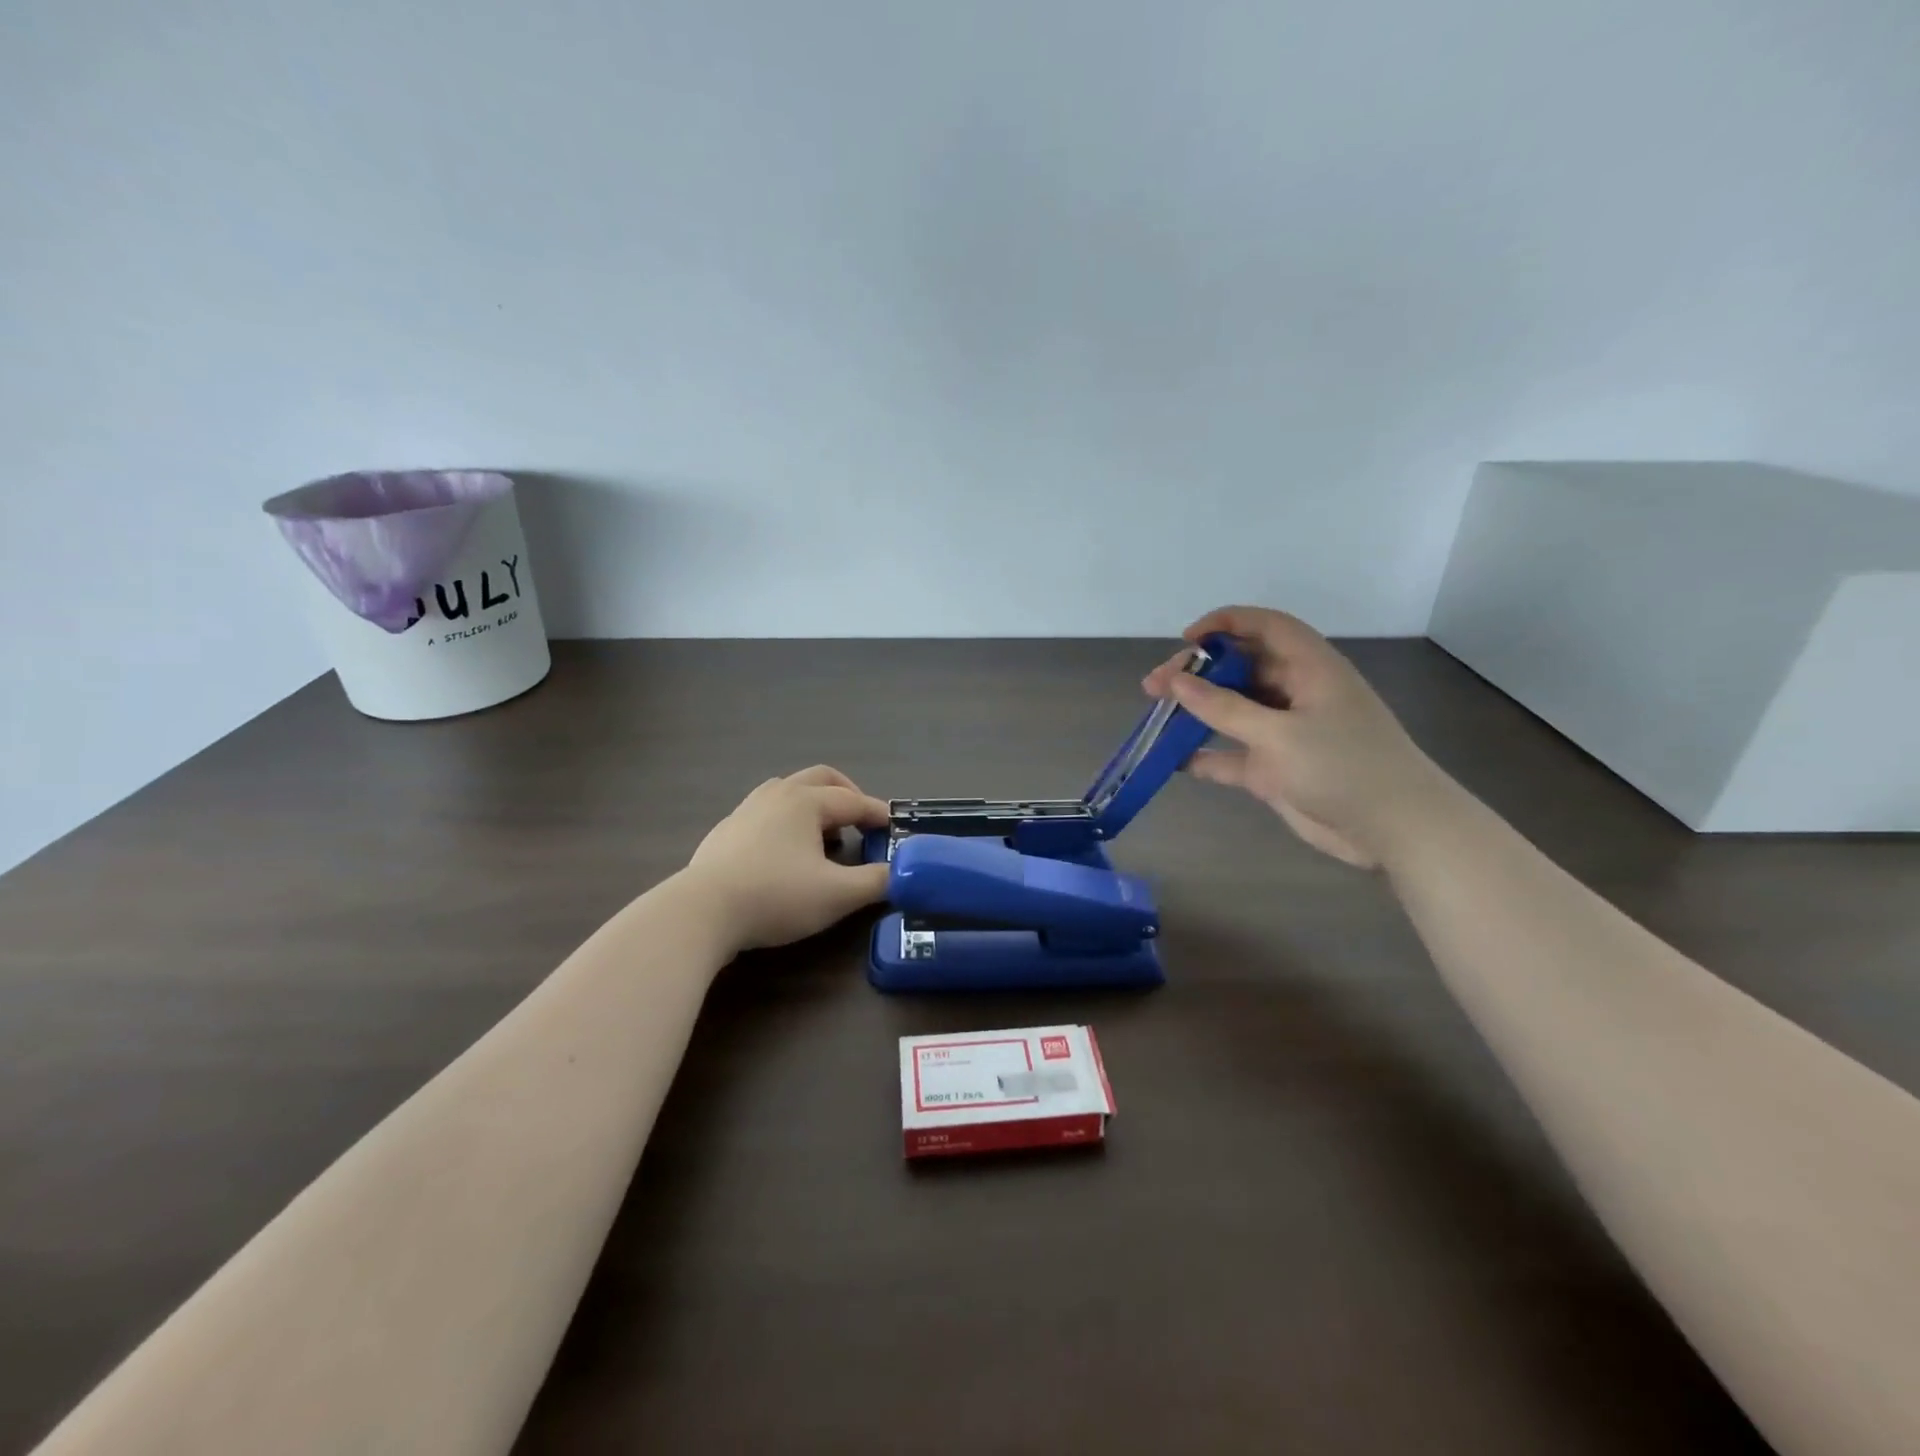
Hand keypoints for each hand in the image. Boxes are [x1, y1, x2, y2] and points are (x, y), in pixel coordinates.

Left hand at [684, 766, 891, 951]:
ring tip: (824, 835)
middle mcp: (777, 794)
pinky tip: (784, 852)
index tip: (895, 828)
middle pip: (820, 778)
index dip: (878, 814)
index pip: (854, 801)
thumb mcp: (837, 895)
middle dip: (847, 794)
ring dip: (814, 804)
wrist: (702, 911)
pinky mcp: (725, 831)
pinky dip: (786, 820)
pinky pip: (766, 811)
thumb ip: (876, 882)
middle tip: (861, 820)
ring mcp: (746, 809)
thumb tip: (901, 874)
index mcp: (807, 801)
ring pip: (789, 790)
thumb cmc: (776, 896)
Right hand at [1143, 607, 1452, 868]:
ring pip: (1231, 710)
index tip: (1186, 639)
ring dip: (1195, 711)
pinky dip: (1205, 754)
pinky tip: (1174, 760)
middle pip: (1239, 668)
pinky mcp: (1276, 768)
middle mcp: (1295, 693)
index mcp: (1309, 669)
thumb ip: (1224, 708)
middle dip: (1197, 673)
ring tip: (1155, 715)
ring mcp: (1284, 732)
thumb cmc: (1344, 767)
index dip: (1225, 624)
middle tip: (1154, 687)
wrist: (1394, 829)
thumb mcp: (1279, 734)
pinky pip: (1232, 754)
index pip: (1265, 627)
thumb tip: (1177, 681)